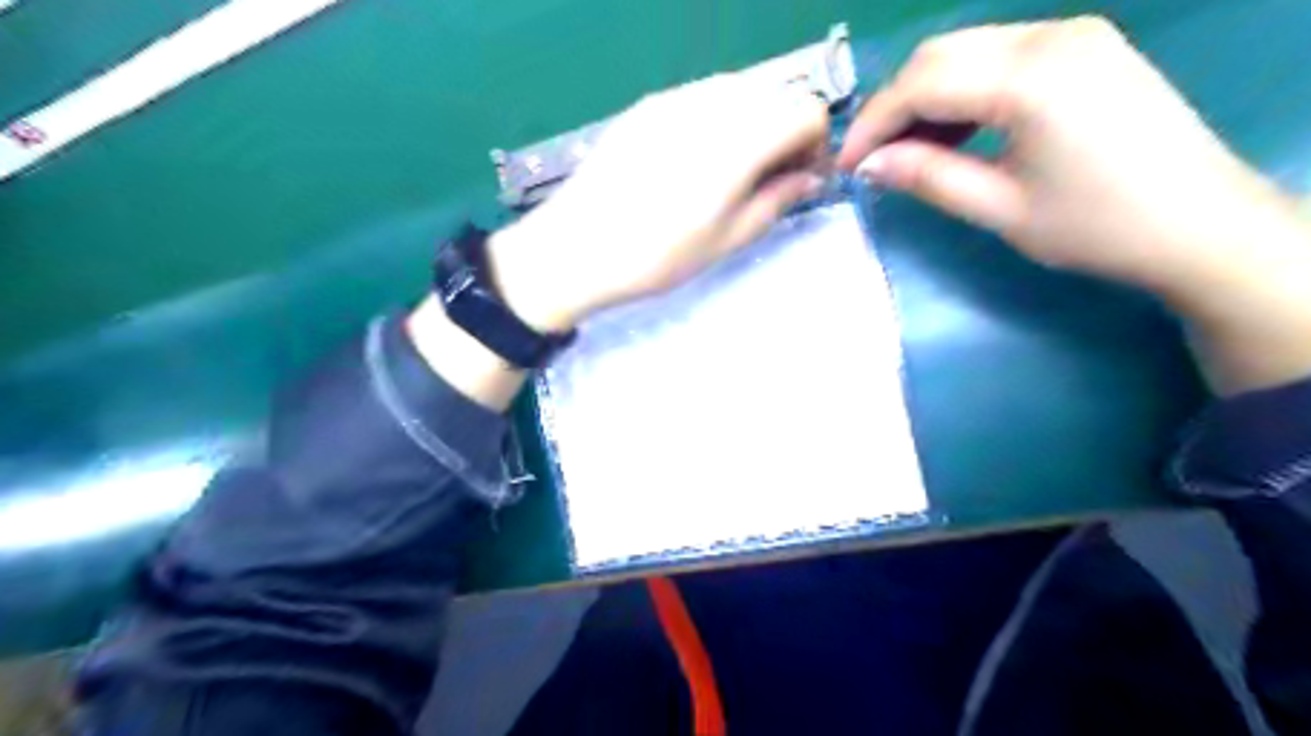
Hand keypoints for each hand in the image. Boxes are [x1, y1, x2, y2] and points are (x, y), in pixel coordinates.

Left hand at [409, 71, 822, 406]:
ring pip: (740, 90)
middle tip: (768, 179)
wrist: (573, 248)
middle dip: (787, 131)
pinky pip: (702, 96)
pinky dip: (718, 119)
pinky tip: (693, 161)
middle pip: (777, 93)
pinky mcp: (647, 106)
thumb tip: (810, 177)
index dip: (814, 144)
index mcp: (737, 141)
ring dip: (753, 123)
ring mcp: (673, 98)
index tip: (798, 179)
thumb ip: (776, 200)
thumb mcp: (726, 241)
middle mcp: (709, 104)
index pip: (807, 110)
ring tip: (730, 173)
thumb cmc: (655, 257)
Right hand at [833, 17, 1310, 396]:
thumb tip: (868, 166)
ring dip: (925, 98)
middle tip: (872, 160)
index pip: (922, 83)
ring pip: (966, 51)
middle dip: (894, 106)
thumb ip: (928, 177)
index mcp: (1030, 77)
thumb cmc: (1096, 226)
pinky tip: (953, 133)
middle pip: (939, 55)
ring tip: (907, 153)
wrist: (1200, 223)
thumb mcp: (1000, 209)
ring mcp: (1071, 36)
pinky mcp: (1083, 48)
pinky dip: (962, 91)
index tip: (847, 165)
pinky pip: (999, 56)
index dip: (874, 124)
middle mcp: (1050, 36)